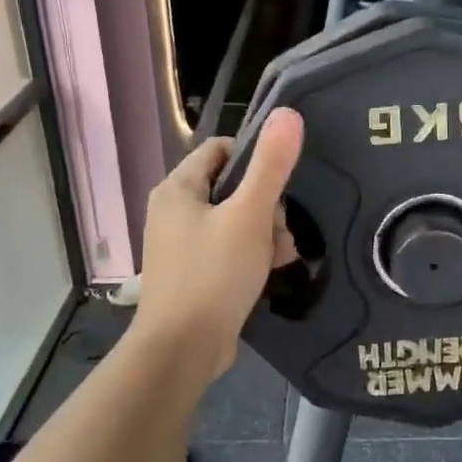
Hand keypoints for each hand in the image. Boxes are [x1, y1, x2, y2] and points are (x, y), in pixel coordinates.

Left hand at [133, 109, 303, 378]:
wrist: (183, 348)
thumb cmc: (214, 274)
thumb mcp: (249, 216)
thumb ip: (271, 166)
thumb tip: (288, 113)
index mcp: (177, 189)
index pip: (221, 150)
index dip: (255, 158)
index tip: (282, 183)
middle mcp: (173, 212)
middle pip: (231, 188)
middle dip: (265, 205)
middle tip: (282, 229)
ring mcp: (180, 245)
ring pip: (233, 222)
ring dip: (264, 232)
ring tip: (283, 254)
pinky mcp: (192, 274)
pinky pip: (227, 250)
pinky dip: (250, 255)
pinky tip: (272, 270)